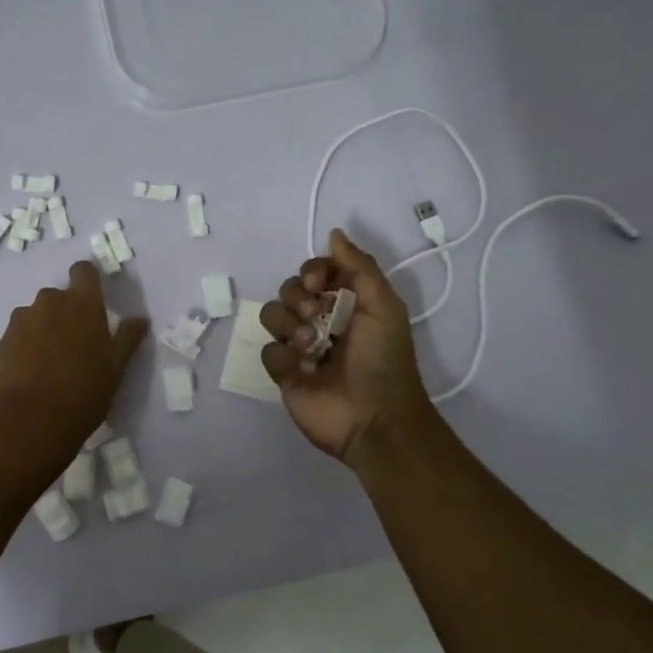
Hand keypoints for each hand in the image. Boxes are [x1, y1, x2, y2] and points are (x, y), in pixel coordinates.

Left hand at [0, 260, 148, 464]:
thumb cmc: (83, 392)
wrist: (30, 421)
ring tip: (49, 363)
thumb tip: (140, 319)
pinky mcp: (2, 340)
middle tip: (74, 345)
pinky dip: (25, 345)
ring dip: (44, 328)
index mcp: (83, 304)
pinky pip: (18, 334)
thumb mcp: (115, 368)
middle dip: (66, 313)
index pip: (83, 270)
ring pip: (37, 315)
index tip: (93, 301)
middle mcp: (50, 302)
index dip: (87, 280)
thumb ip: (127, 338)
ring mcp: (22, 319)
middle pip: (59, 296)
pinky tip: (31, 372)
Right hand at [259, 228, 435, 462]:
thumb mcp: (384, 307)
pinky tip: (303, 370)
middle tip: (316, 315)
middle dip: (298, 297)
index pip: (314, 272)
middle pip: (288, 290)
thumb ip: (360, 267)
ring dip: (290, 326)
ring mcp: (299, 348)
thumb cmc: (383, 360)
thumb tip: (334, 233)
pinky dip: (284, 357)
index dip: (311, 271)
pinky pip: (268, 351)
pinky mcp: (284, 374)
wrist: (374, 419)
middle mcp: (320, 321)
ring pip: (272, 316)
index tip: (318, 282)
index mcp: (346, 303)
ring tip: (312, 347)